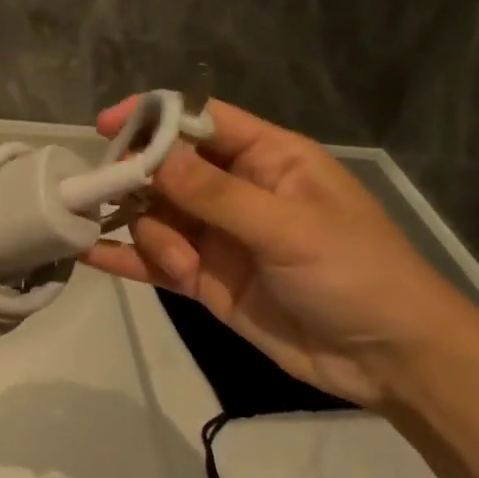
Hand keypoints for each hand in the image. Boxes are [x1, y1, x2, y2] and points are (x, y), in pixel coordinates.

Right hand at [81, 98, 477, 408]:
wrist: (390, 359)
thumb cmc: (356, 274)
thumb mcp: (288, 227)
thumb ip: (214, 194)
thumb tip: (150, 158)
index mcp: (267, 159)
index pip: (201, 121)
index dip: (153, 118)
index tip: (105, 126)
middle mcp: (236, 191)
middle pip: (167, 170)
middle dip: (138, 183)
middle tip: (108, 197)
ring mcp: (217, 237)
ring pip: (157, 217)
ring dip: (153, 237)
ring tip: (179, 267)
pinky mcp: (205, 279)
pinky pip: (155, 260)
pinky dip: (124, 258)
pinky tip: (88, 255)